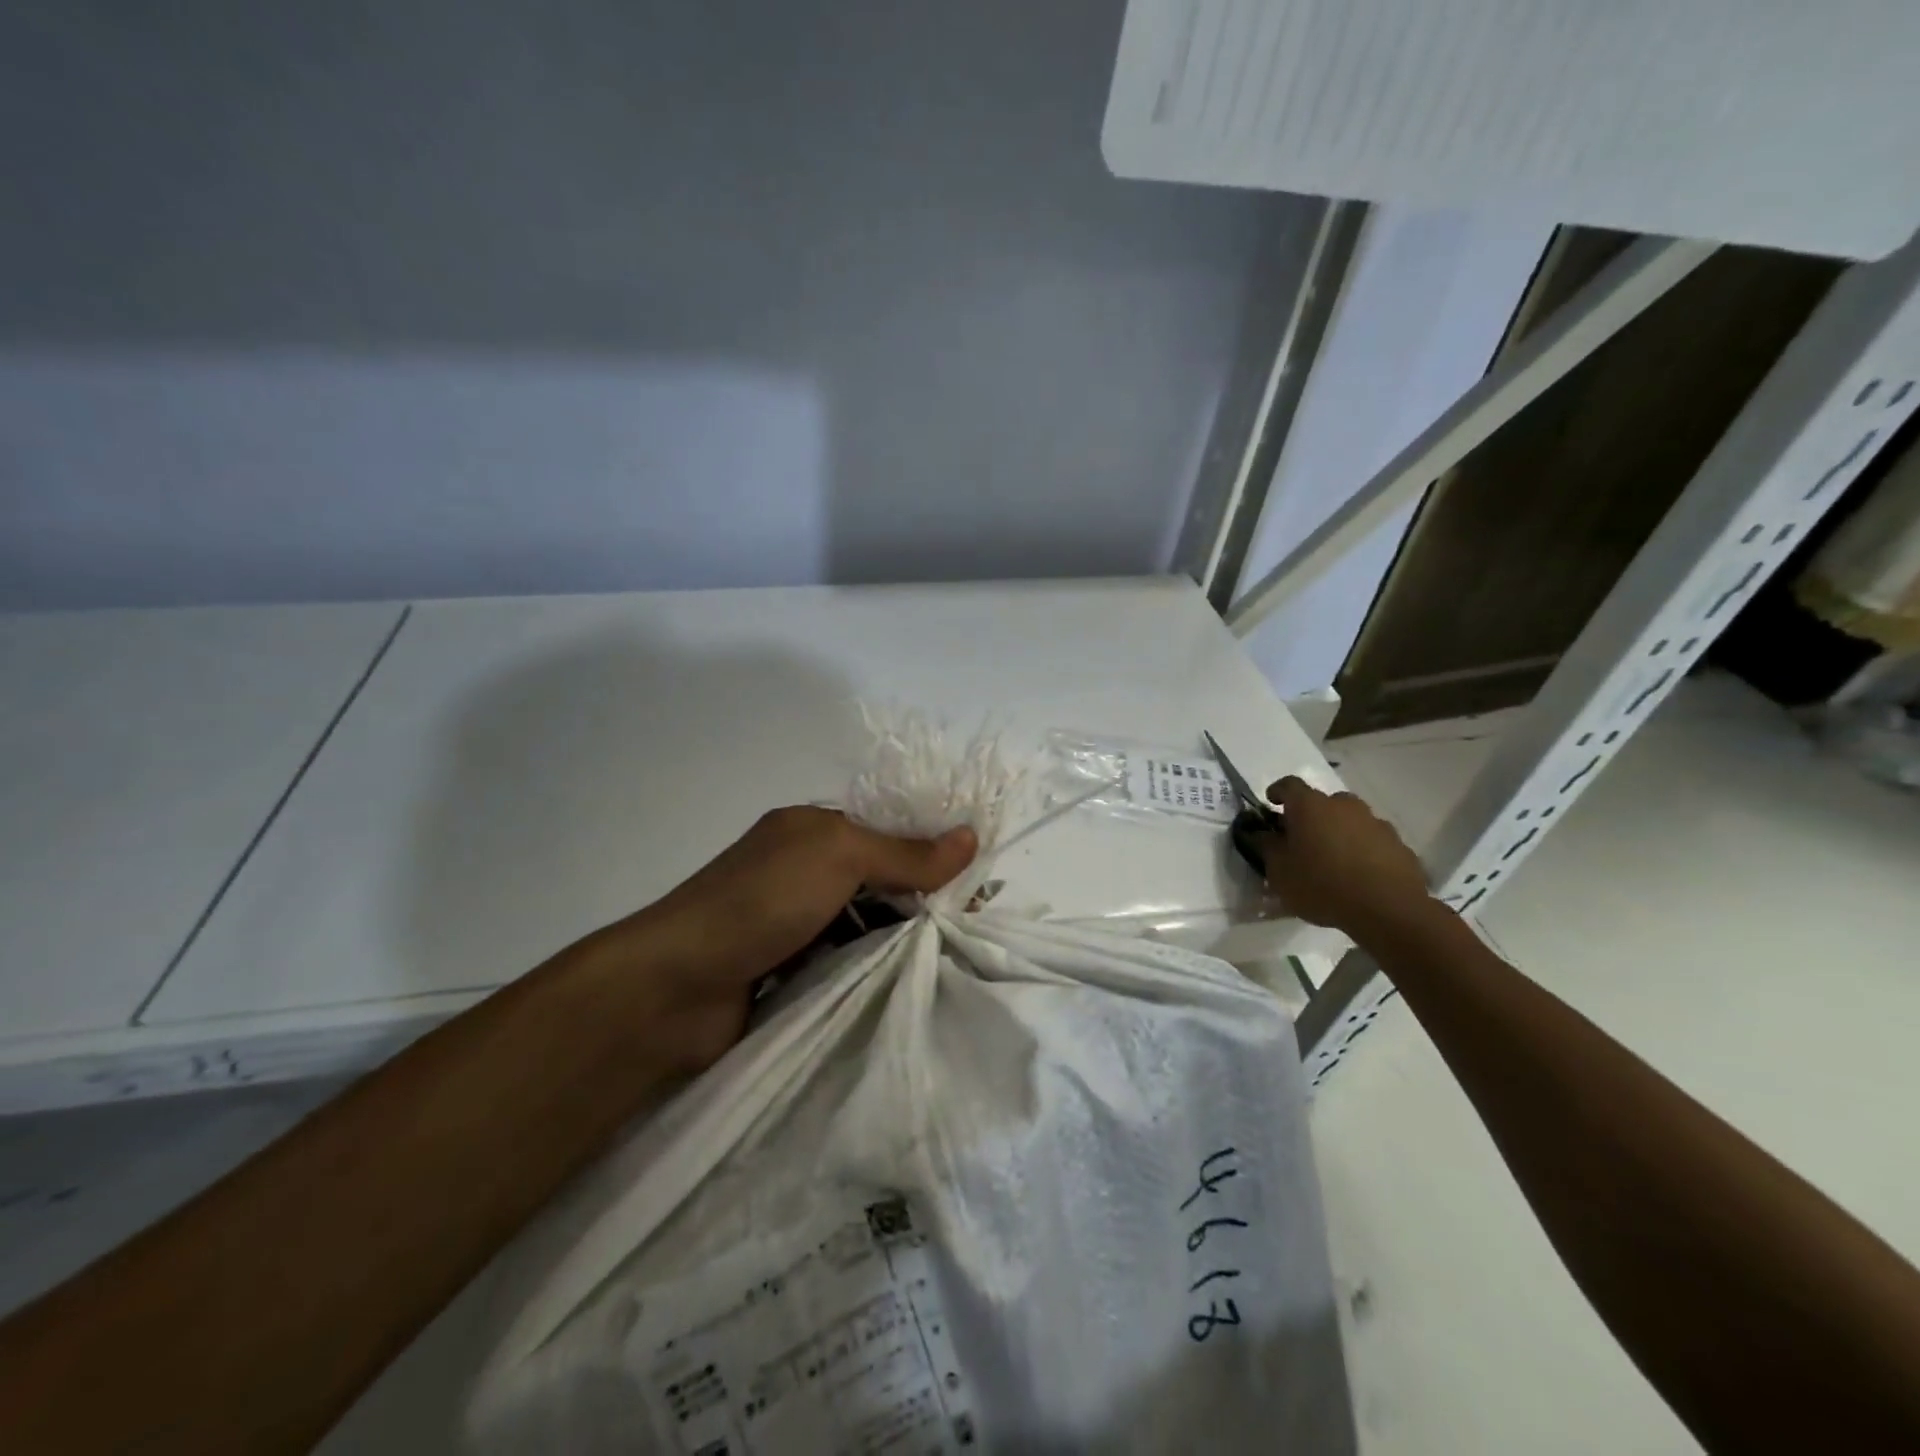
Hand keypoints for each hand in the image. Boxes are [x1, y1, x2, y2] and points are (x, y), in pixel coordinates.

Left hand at [603, 807, 976, 1072]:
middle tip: (972, 925)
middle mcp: (806, 870)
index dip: (931, 850)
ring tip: (953, 957)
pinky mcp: (792, 971)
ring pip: (867, 923)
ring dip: (901, 937)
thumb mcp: (839, 856)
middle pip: (881, 878)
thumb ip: (905, 852)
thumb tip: (971, 836)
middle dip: (922, 897)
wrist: (676, 987)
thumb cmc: (762, 900)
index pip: (887, 831)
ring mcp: (797, 923)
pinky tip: (910, 981)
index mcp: (813, 830)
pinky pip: (848, 961)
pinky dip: (875, 967)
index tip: (977, 880)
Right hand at [1257, 776, 1435, 939]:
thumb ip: (1266, 847)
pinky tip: (1359, 876)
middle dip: (1311, 817)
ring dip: (1339, 833)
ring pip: (1350, 821)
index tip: (1271, 804)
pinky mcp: (1399, 845)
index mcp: (1310, 806)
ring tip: (1334, 862)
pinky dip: (1363, 851)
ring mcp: (1376, 823)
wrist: (1388, 910)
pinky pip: (1373, 841)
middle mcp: (1344, 806)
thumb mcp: (1279, 872)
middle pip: (1323, 802)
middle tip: (1303, 841)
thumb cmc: (1321, 885)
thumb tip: (1261, 833)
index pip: (1289, 785)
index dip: (1277, 792)